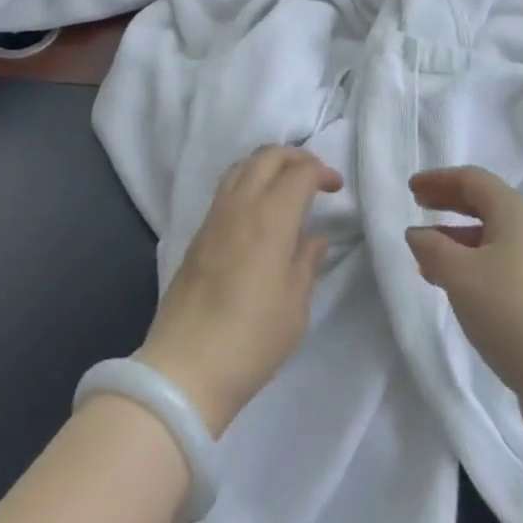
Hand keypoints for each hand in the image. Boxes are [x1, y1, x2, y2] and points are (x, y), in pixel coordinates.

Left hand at [133, 146, 342, 436]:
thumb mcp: (296, 306)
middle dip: (295, 157)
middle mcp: (241, 204)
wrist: (186, 367)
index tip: (337, 188)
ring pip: (242, 165)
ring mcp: (215, 216)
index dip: (322, 172)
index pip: (299, 172)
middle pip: (267, 156)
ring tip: (286, 186)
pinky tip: (258, 207)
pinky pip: (227, 187)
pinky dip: (248, 180)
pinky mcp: (199, 232)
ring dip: (268, 164)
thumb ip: (307, 262)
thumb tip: (314, 236)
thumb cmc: (252, 338)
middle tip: (315, 178)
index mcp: (271, 217)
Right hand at [405, 167, 522, 428]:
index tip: (411, 188)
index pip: (473, 180)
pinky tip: (456, 287)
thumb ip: (432, 248)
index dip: (439, 179)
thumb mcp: (459, 275)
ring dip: (459, 238)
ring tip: (427, 255)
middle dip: (450, 203)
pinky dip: (474, 263)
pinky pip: (503, 264)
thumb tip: (418, 234)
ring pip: (494, 237)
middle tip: (418, 206)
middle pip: (486, 204)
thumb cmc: (511, 312)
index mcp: (516, 212)